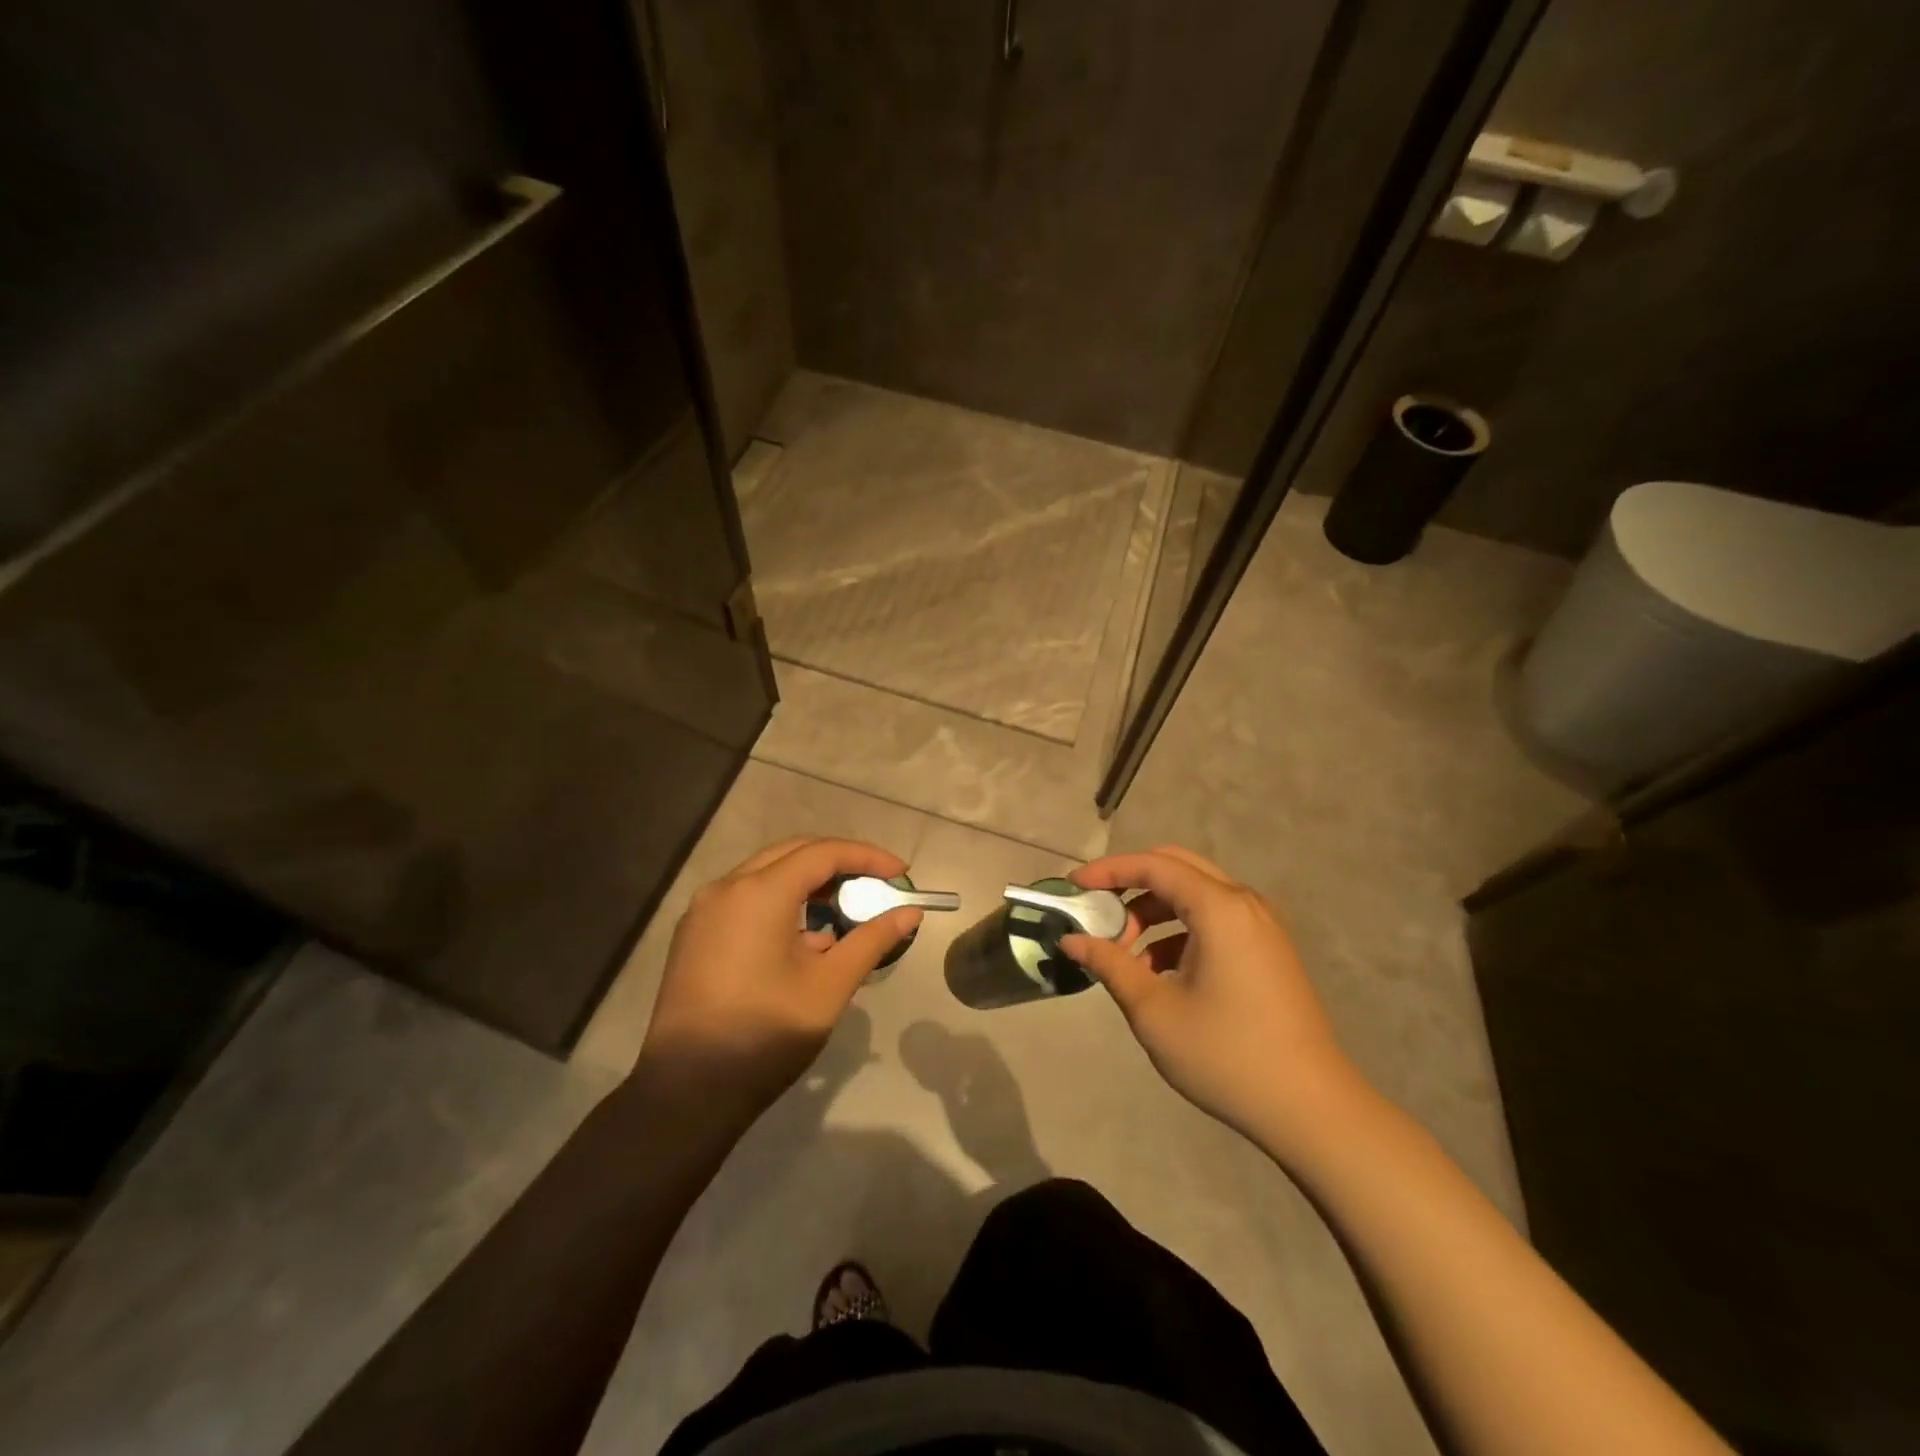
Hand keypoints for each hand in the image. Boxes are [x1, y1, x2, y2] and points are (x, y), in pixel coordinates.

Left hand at [635, 838, 921, 1119]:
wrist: (686, 1092)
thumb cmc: (765, 1034)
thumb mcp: (830, 986)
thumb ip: (872, 940)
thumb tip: (910, 913)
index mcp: (759, 893)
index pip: (823, 853)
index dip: (867, 857)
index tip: (901, 874)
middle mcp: (726, 887)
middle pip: (793, 854)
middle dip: (838, 863)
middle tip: (875, 885)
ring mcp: (704, 910)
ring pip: (766, 875)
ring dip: (808, 883)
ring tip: (844, 912)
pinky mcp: (694, 935)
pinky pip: (745, 899)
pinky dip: (780, 903)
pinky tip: (804, 939)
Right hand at [1062, 845, 1365, 1154]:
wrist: (1311, 1108)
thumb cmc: (1226, 1054)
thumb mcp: (1154, 1010)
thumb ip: (1110, 964)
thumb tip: (1071, 940)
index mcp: (1219, 908)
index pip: (1153, 865)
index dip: (1108, 870)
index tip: (1072, 886)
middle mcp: (1244, 903)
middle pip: (1177, 868)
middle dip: (1131, 884)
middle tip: (1098, 912)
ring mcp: (1262, 926)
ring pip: (1196, 895)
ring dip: (1155, 911)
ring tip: (1125, 954)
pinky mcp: (1268, 951)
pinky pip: (1215, 920)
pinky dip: (1180, 932)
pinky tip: (1161, 973)